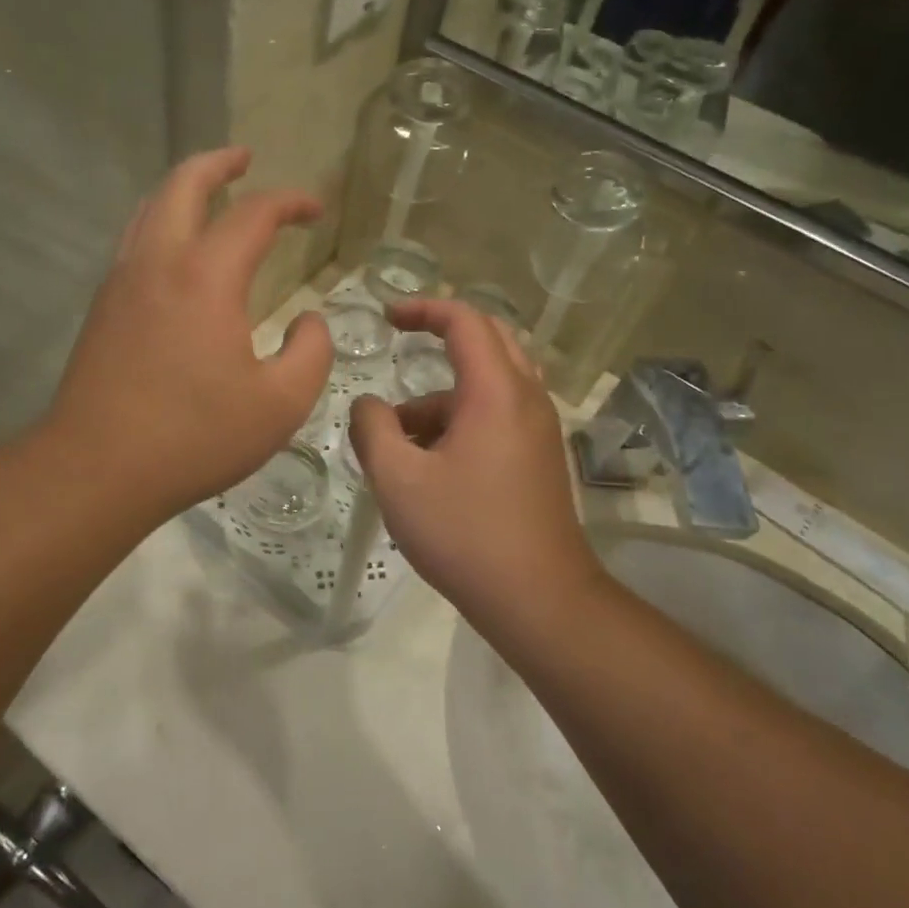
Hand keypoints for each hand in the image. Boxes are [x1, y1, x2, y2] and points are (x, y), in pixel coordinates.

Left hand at [50, 148, 332, 518]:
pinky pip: (134, 241)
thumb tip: (309, 322)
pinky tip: (177, 251)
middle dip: (218, 163)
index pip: (254, 214)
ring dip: (182, 189)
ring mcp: (121, 281)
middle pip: (183, 185)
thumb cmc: (195, 436)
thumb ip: (311, 353)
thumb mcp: (280, 404)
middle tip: (244, 158)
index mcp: (206, 276)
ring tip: (210, 192)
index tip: (315, 210)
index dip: (290, 202)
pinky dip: (161, 222)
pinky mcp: (102, 308)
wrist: (97, 468)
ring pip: (149, 209)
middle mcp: (158, 262)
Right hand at [349, 299, 595, 623]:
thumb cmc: (465, 533)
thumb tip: (367, 405)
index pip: (465, 321)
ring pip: (491, 383)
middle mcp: (526, 398)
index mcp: (496, 392)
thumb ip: (373, 430)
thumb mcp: (399, 480)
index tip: (387, 317)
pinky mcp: (540, 457)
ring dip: (445, 393)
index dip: (424, 308)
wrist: (540, 599)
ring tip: (399, 437)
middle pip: (489, 340)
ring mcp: (539, 429)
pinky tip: (430, 464)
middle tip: (401, 342)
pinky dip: (462, 419)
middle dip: (442, 336)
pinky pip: (500, 414)